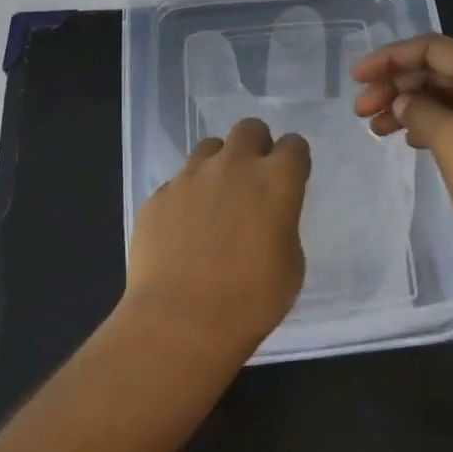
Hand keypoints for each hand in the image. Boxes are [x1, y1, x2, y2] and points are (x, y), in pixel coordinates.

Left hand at [123, 117, 311, 356]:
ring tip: (215, 200)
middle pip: (249, 129)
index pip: (294, 145)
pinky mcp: (158, 196)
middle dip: (256, 146)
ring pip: (209, 148)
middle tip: (253, 180)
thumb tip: (267, 219)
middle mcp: (234, 165)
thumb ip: (282, 225)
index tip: (291, 179)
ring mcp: (190, 177)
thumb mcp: (291, 263)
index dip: (294, 160)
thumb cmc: (251, 300)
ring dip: (218, 165)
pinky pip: (178, 183)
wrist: (181, 322)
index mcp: (276, 180)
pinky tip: (184, 230)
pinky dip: (186, 197)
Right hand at [352, 33, 452, 287]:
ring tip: (375, 129)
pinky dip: (428, 126)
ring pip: (445, 98)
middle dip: (396, 84)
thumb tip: (405, 102)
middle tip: (361, 111)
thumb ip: (420, 112)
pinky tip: (409, 141)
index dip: (390, 57)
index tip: (356, 78)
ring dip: (408, 107)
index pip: (431, 48)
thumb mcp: (452, 141)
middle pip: (437, 71)